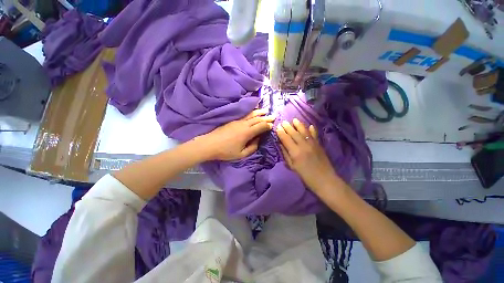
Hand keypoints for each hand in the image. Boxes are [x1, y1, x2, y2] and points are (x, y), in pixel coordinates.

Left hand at [202, 109, 274, 160]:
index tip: (272, 125)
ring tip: (265, 110)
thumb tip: (258, 140)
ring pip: (251, 115)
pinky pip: (244, 114)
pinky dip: (251, 112)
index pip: (260, 126)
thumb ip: (252, 148)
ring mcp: (238, 121)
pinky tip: (253, 111)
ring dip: (259, 112)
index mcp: (247, 133)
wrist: (210, 144)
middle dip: (266, 118)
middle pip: (257, 119)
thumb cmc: (226, 151)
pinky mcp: (233, 120)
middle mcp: (244, 124)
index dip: (267, 126)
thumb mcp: (241, 154)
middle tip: (273, 116)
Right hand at [276, 119, 342, 193]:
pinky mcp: (319, 145)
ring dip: (299, 125)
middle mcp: (303, 145)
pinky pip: (314, 135)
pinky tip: (310, 125)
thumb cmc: (306, 176)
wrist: (325, 180)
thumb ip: (286, 154)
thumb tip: (280, 144)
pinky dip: (312, 130)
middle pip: (294, 133)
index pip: (286, 139)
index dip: (281, 132)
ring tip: (294, 120)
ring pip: (304, 131)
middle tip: (283, 121)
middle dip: (288, 127)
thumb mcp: (292, 167)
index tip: (277, 127)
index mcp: (295, 152)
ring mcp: (312, 144)